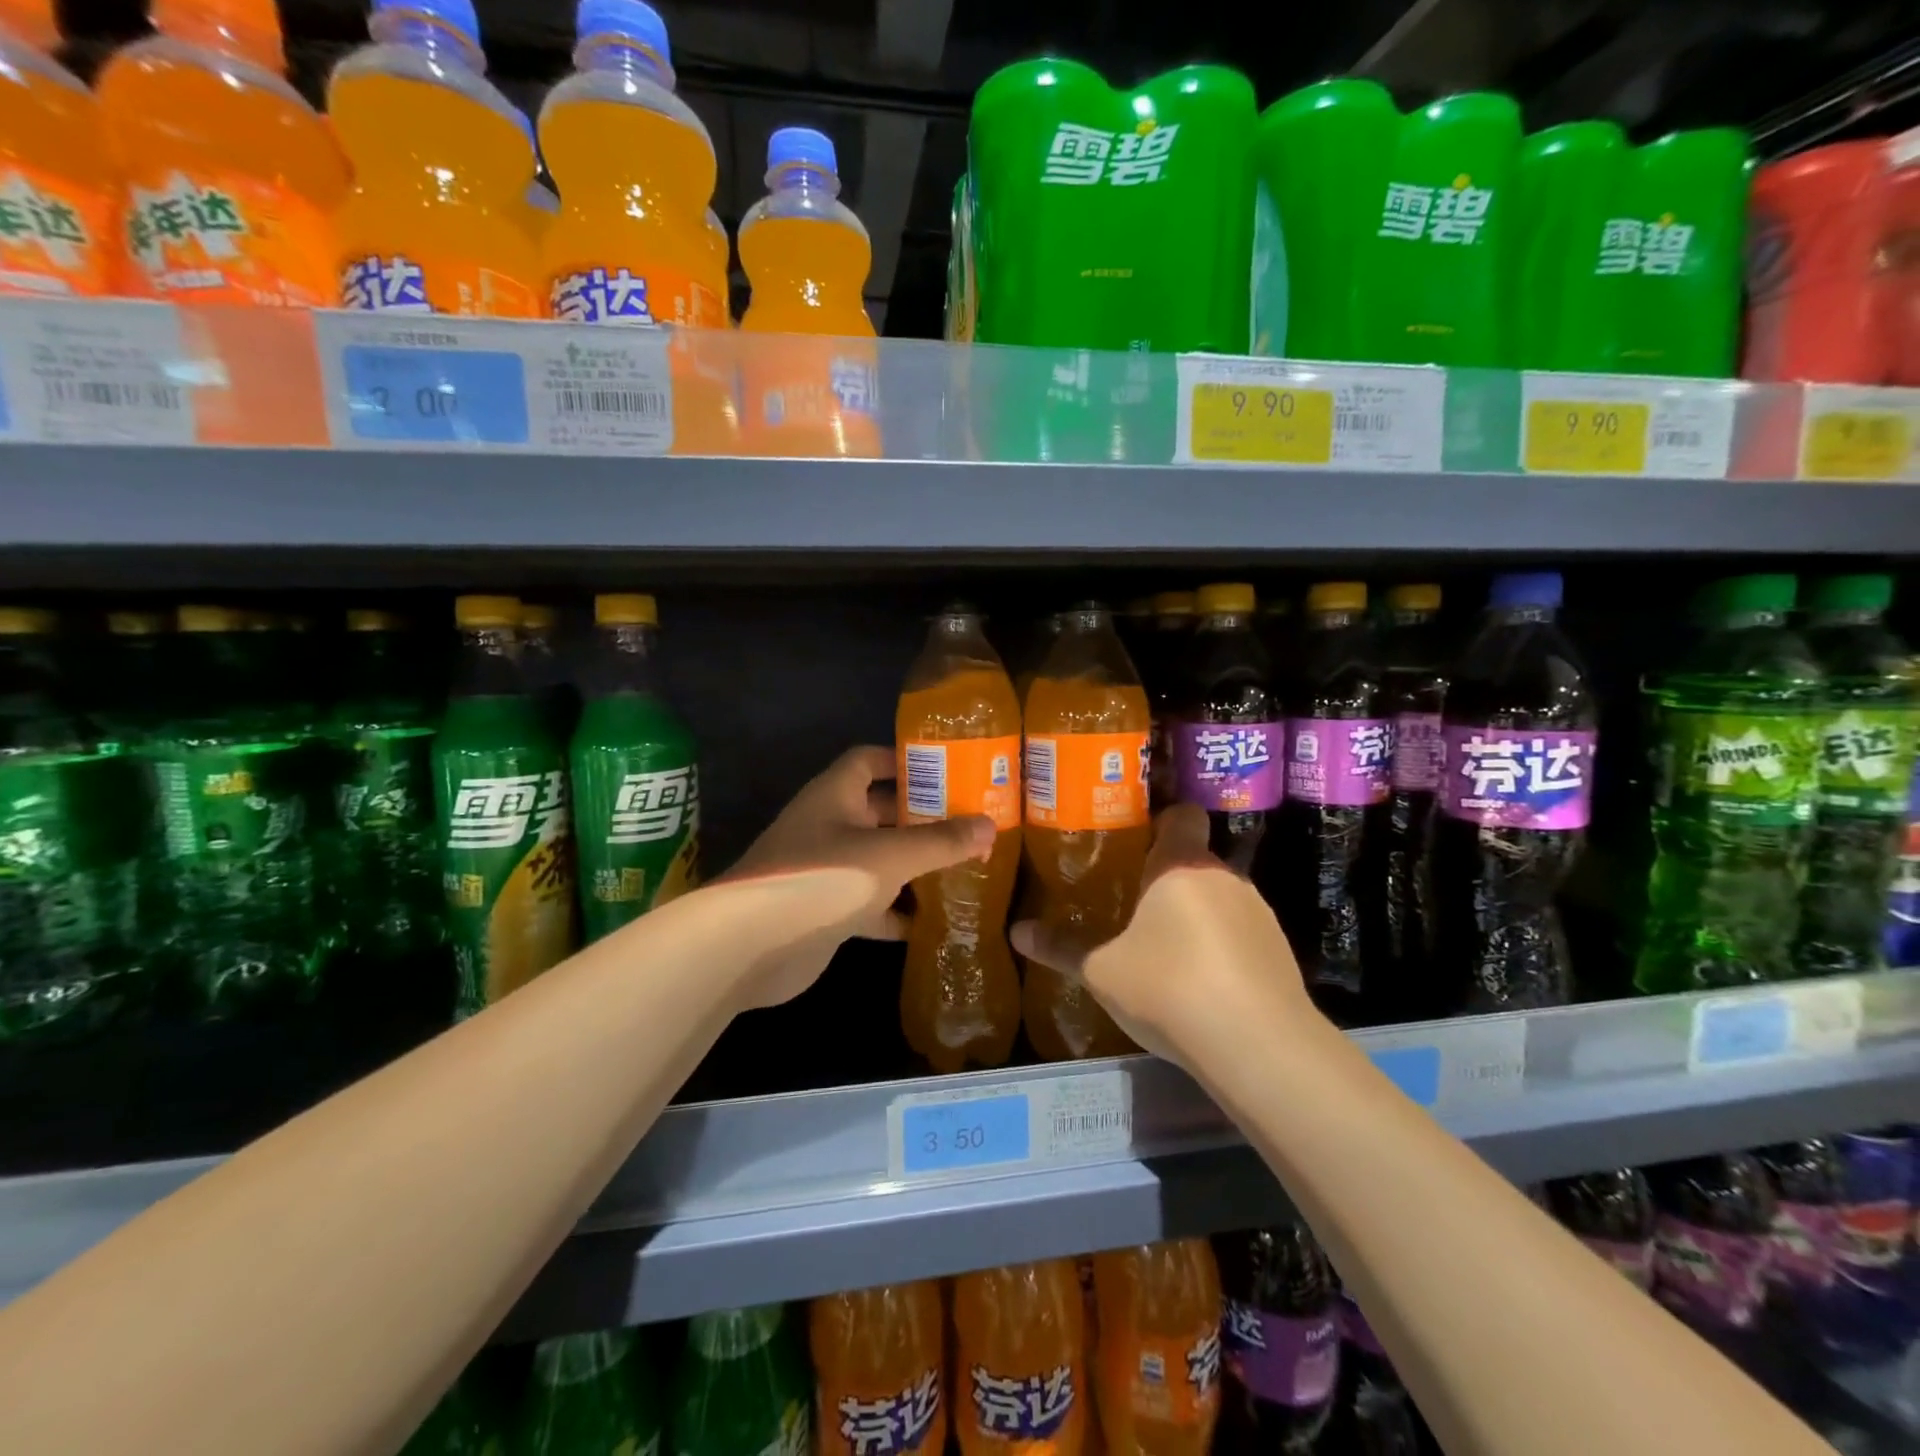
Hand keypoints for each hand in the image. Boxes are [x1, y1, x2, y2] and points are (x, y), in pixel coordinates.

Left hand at [717, 746, 994, 1008]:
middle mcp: (829, 824)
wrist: (750, 946)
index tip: (947, 768)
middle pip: (881, 810)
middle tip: (970, 821)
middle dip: (922, 816)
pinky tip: (933, 921)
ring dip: (914, 864)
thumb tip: (990, 826)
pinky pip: (872, 902)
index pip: (870, 759)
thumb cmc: (822, 879)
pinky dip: (898, 911)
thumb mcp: (889, 855)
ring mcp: (827, 869)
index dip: (904, 759)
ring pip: (879, 858)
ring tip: (964, 866)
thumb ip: (940, 841)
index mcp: (836, 794)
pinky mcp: (827, 910)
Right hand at [1010, 804, 1314, 1071]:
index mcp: (1180, 864)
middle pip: (1194, 860)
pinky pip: (1240, 933)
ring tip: (1165, 951)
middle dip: (1166, 880)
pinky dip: (1221, 947)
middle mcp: (1224, 876)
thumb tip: (1017, 931)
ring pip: (1218, 898)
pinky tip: (1201, 986)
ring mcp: (1259, 913)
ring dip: (1195, 915)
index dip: (1161, 822)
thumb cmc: (1169, 988)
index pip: (1182, 815)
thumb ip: (1062, 947)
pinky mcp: (1280, 951)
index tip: (1135, 843)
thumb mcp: (1102, 971)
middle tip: (1132, 906)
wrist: (1259, 1047)